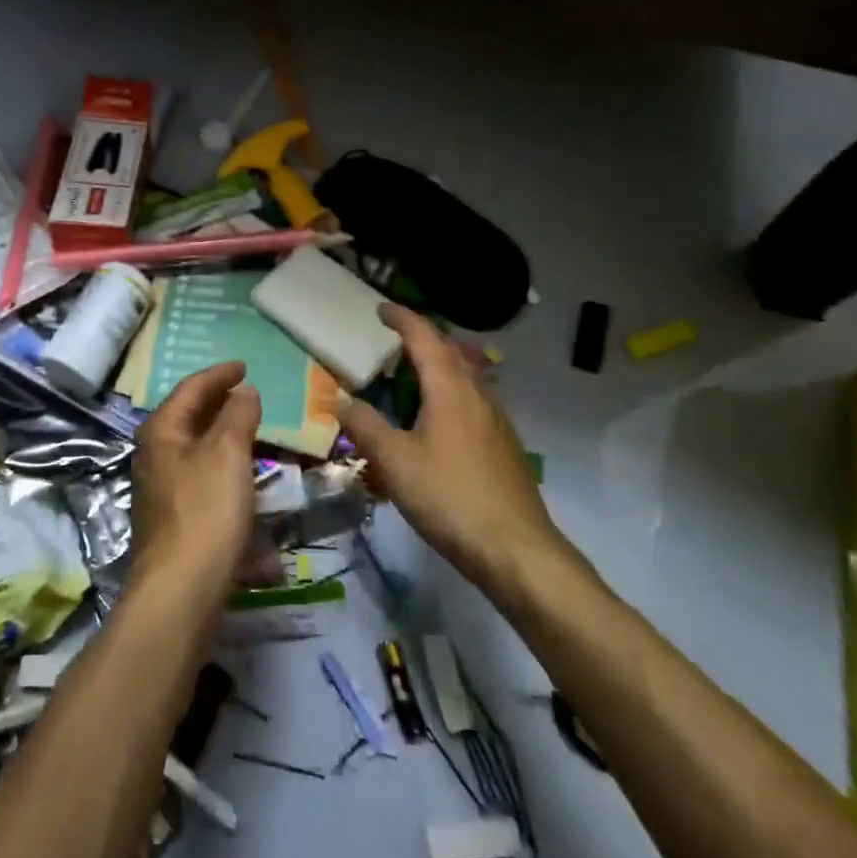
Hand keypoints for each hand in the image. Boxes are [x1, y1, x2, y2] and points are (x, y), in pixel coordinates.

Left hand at [129, 361, 262, 597]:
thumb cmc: (205, 511)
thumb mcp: (228, 453)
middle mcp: (156, 455)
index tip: (244, 366)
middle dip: (221, 405)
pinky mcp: (176, 521)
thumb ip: (238, 415)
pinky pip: (205, 483)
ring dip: (226, 439)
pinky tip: (250, 484)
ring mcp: (163, 490)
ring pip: (199, 451)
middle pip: (190, 418)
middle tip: (250, 396)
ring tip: (255, 433)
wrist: (180, 594)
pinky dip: (227, 474)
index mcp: (162, 431)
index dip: (219, 374)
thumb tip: (243, 390)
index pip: (191, 388)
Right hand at [338, 305, 567, 596]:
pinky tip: (438, 417)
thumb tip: (339, 399)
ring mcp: (495, 419)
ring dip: (438, 363)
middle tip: (393, 337)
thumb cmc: (450, 497)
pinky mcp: (503, 444)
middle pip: (449, 350)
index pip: (424, 337)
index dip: (402, 318)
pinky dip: (450, 389)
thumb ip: (365, 426)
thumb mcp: (395, 461)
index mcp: (449, 388)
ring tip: (412, 372)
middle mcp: (477, 393)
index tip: (381, 308)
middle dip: (422, 336)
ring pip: (465, 375)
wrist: (517, 550)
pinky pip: (472, 398)